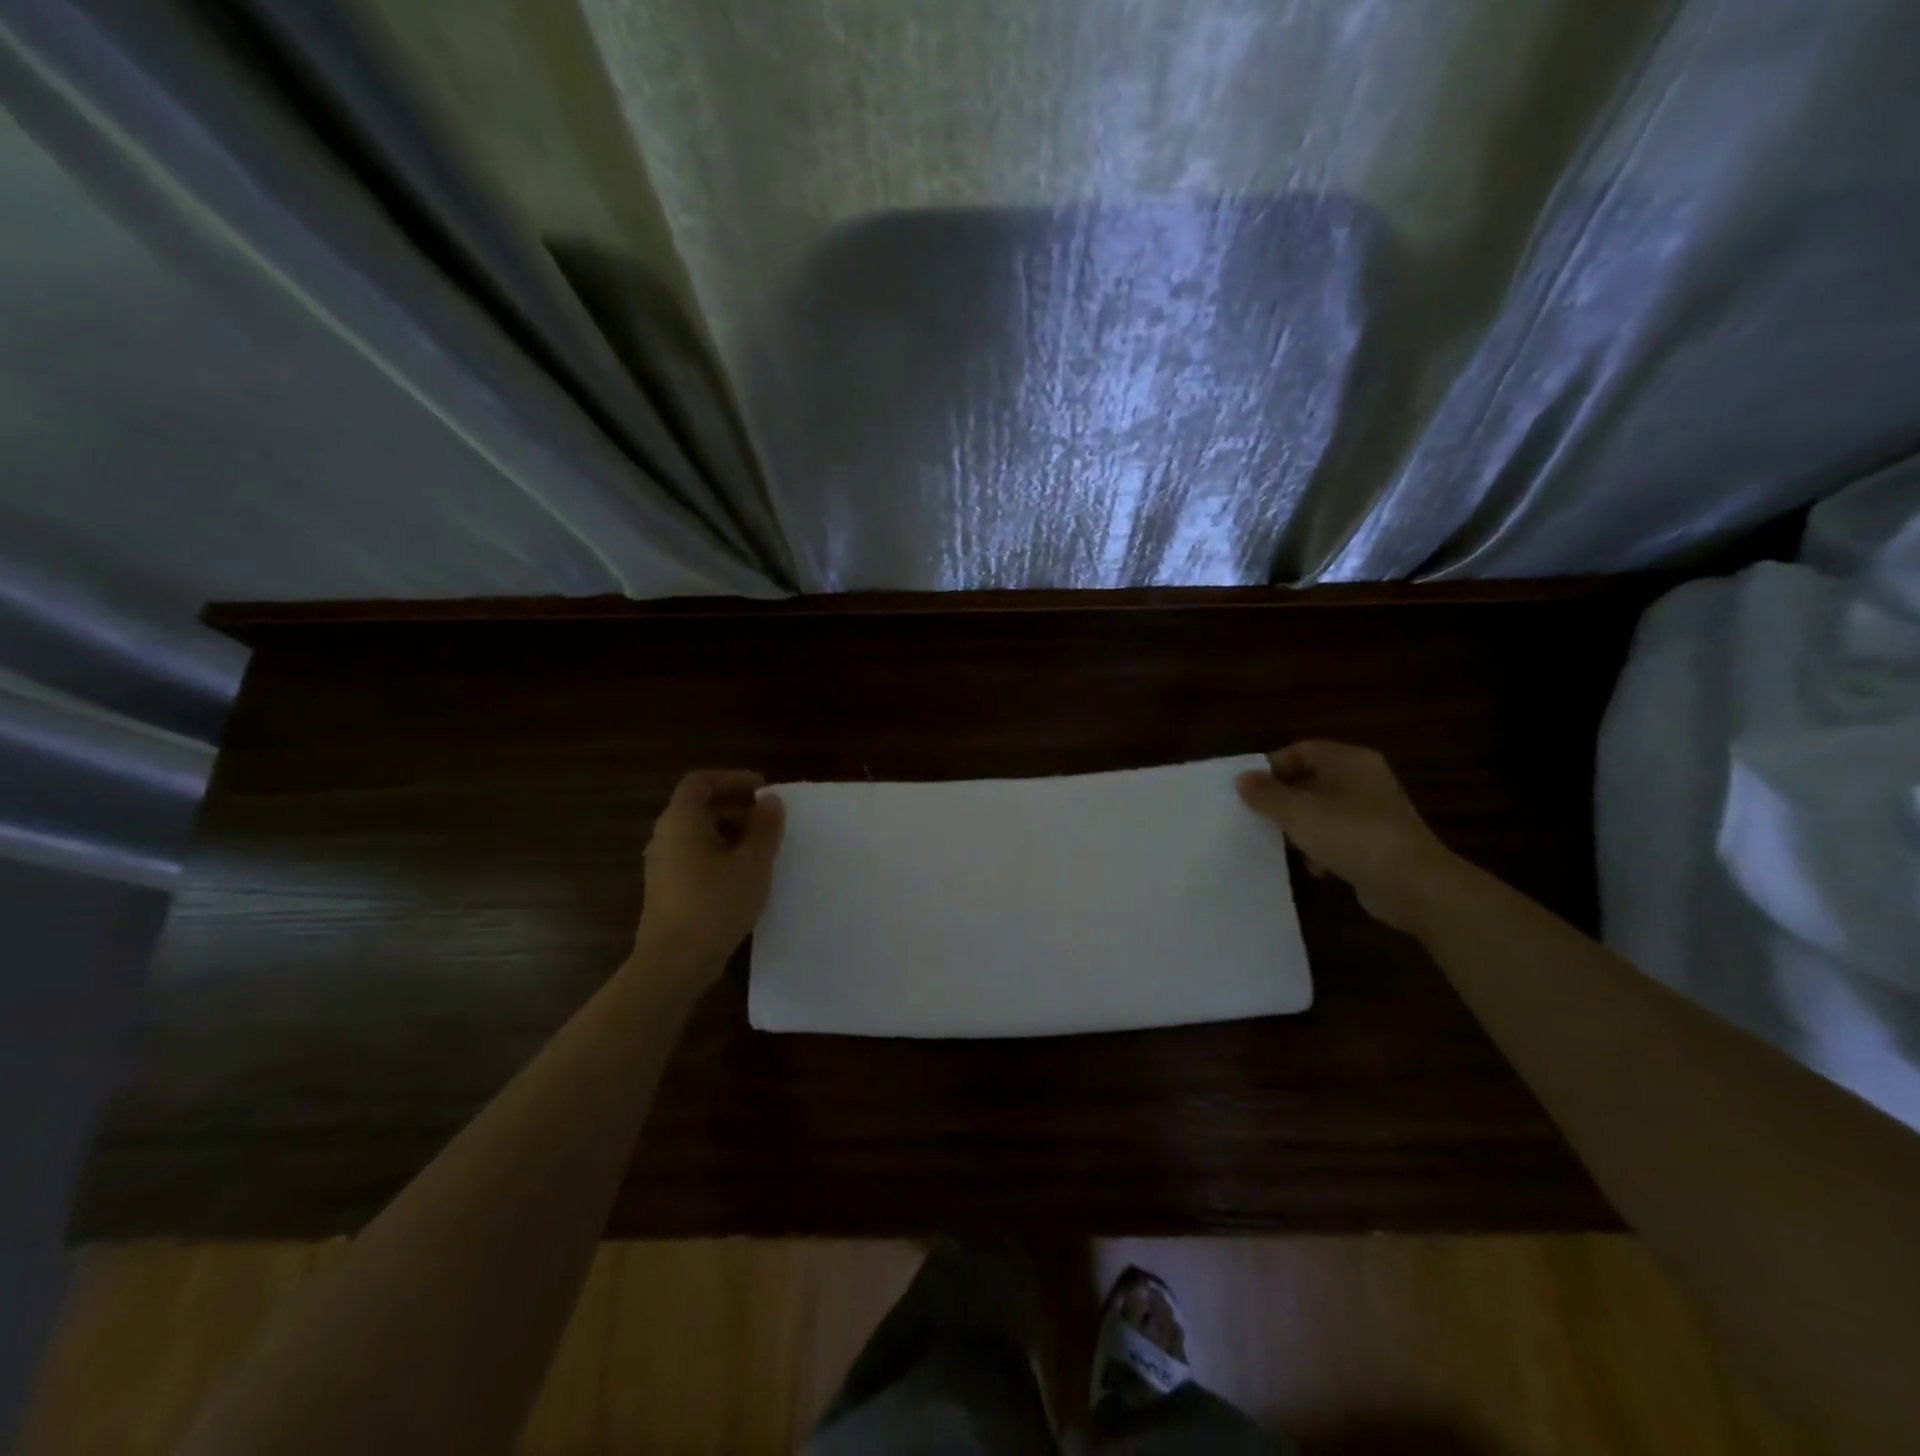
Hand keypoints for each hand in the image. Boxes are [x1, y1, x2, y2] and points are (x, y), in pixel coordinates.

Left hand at [636, 770, 785, 970]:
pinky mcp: (665, 888)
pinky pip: (693, 855)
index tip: (764, 791)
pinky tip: (743, 875)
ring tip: (761, 848)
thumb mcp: (752, 863)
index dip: (733, 779)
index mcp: (681, 821)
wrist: (673, 963)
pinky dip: (719, 853)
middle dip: (735, 806)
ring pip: (697, 833)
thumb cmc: (715, 904)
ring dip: (730, 831)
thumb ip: (765, 828)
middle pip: (698, 806)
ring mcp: (661, 864)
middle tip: (769, 820)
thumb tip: (770, 801)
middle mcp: (665, 836)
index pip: (701, 782)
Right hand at [1235, 741, 1455, 933]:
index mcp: (1350, 761)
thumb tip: (1242, 779)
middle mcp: (1364, 780)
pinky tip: (1315, 868)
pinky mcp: (1378, 842)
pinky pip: (1339, 835)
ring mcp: (1374, 812)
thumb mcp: (1299, 812)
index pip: (1302, 750)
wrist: (1414, 885)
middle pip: (1311, 779)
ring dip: (1300, 826)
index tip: (1250, 790)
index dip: (1273, 766)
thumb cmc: (1352, 836)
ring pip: (1323, 809)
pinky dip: (1322, 848)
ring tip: (1282, 843)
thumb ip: (1266, 794)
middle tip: (1258, 816)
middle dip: (1283, 799)